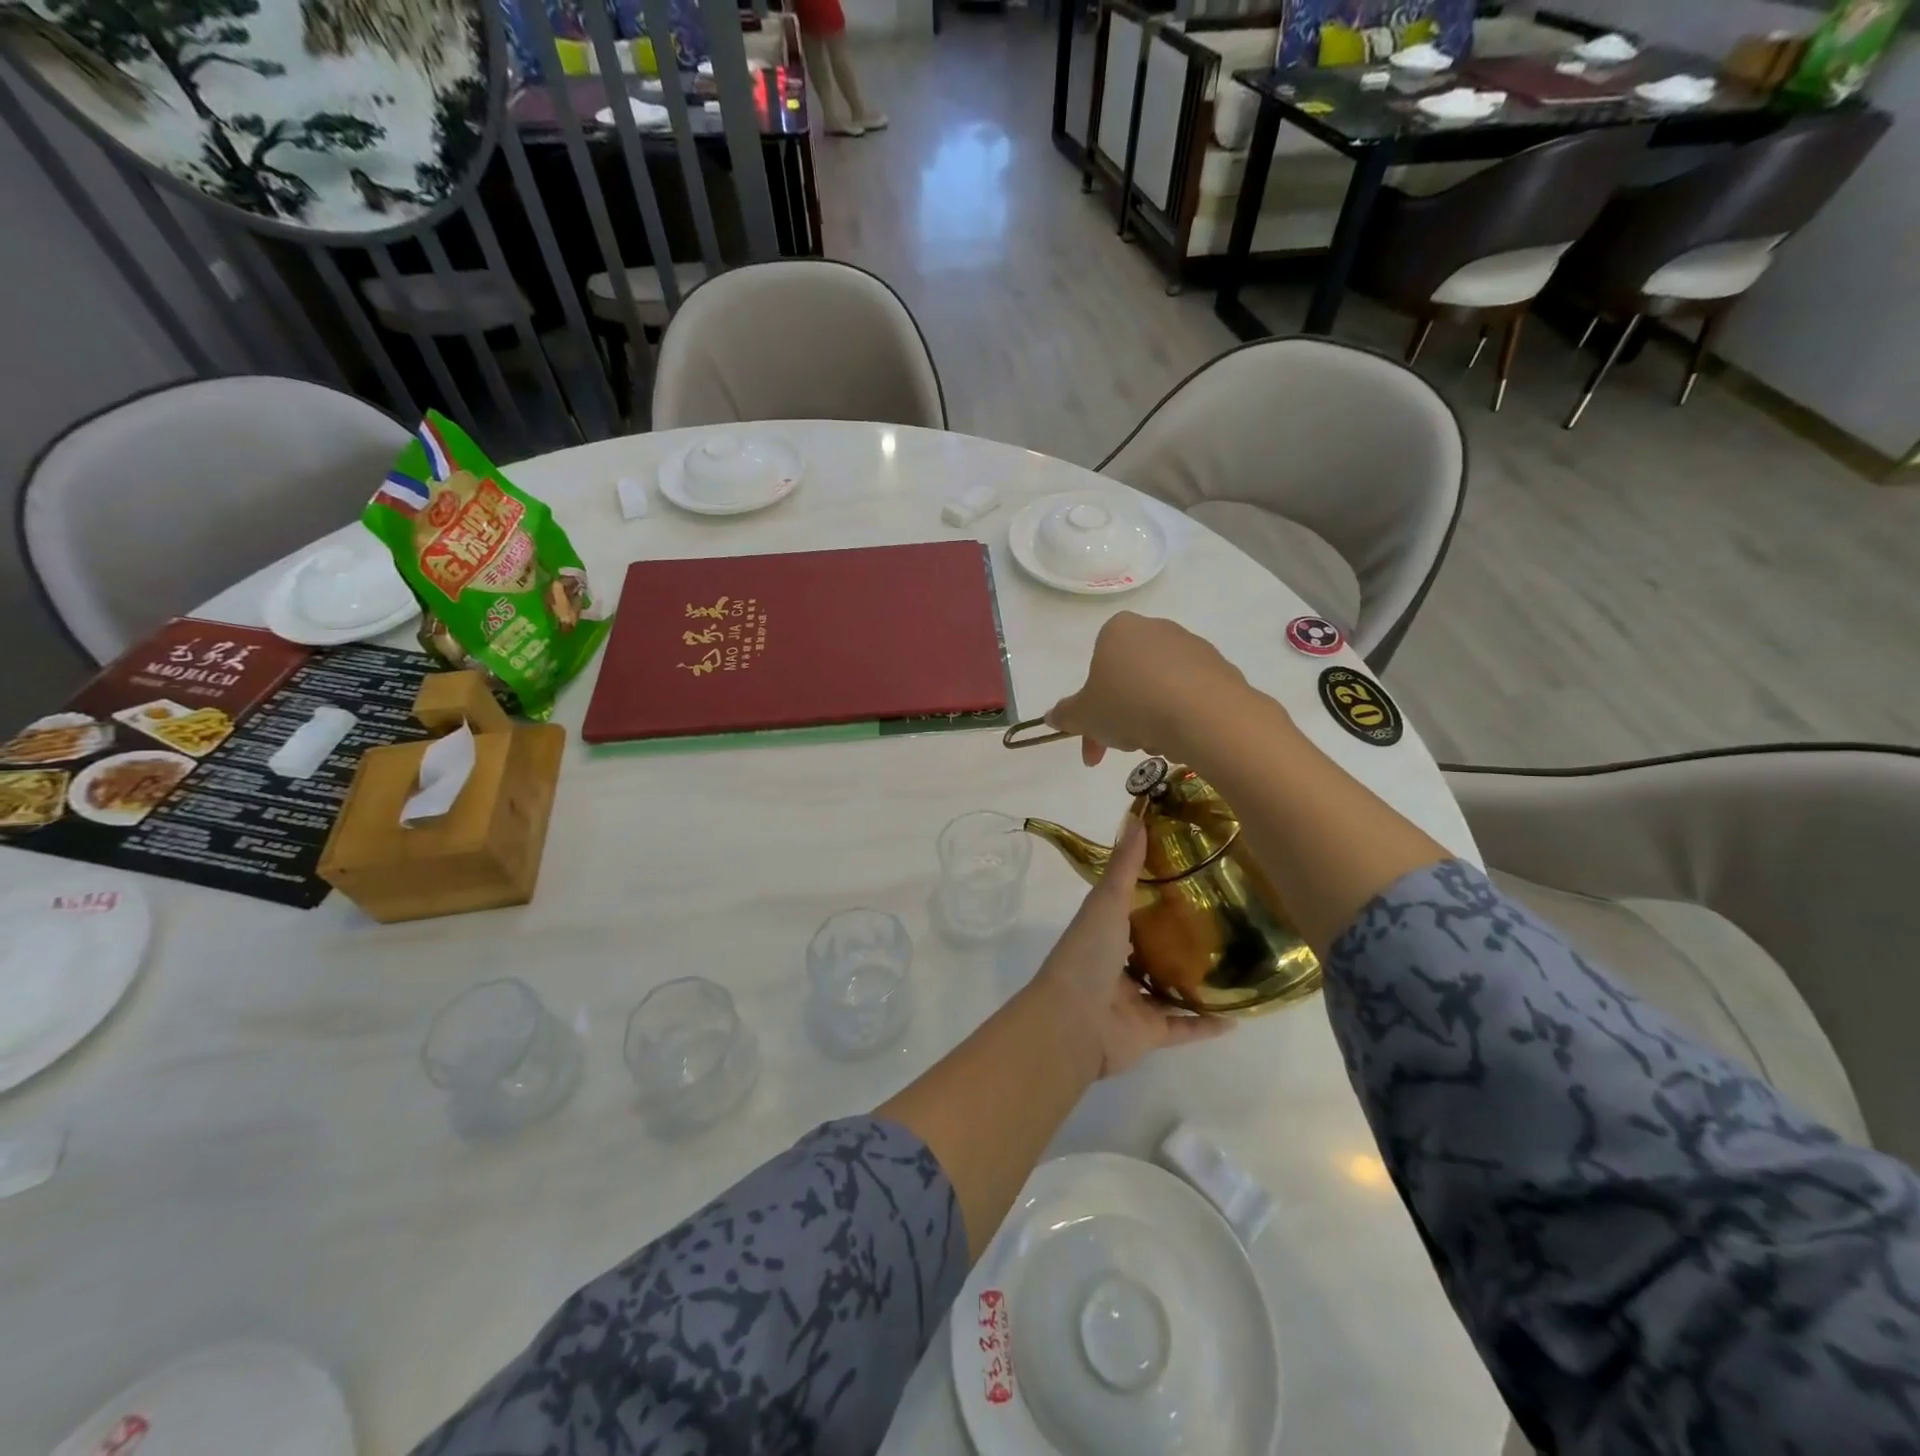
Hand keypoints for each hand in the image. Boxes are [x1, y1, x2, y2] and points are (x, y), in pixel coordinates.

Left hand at [1031, 818, 1231, 1077]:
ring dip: (1196, 982)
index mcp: (1103, 933)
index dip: (1155, 894)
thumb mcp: (1105, 902)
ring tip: (1236, 965)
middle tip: (1225, 920)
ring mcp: (1133, 1001)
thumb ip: (1124, 867)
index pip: (1131, 909)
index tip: (1190, 876)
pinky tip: (1238, 1016)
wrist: (1072, 1022)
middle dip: (1181, 938)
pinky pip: (1183, 1028)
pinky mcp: (1148, 1032)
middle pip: (1153, 950)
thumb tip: (1138, 819)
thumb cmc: (1086, 955)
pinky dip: (1207, 1025)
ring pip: (1169, 989)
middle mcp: (1117, 965)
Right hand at [1044, 613, 1253, 766]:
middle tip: (1122, 747)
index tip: (1094, 741)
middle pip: (1128, 680)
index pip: (1095, 669)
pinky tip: (1182, 738)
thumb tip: (1052, 716)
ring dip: (1150, 720)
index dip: (1089, 711)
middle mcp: (1155, 629)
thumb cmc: (1130, 704)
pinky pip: (1189, 697)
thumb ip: (1065, 715)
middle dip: (1121, 717)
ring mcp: (1192, 646)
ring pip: (1158, 690)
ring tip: (1156, 744)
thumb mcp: (1084, 716)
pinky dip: (1181, 717)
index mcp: (1117, 630)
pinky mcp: (1220, 668)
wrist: (1203, 714)